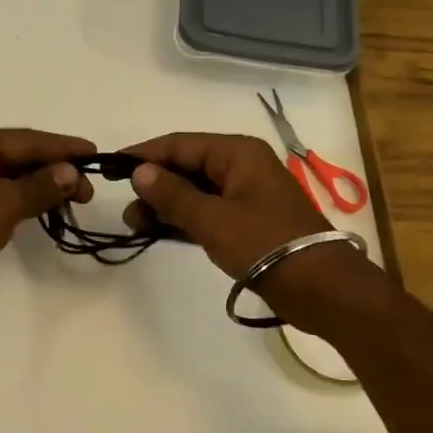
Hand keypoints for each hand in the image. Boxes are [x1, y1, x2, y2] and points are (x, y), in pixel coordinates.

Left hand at [0, 128, 93, 328]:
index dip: (62, 147)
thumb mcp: (1, 204)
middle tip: (90, 189)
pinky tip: (46, 212)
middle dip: (54, 170)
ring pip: (9, 181)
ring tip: (76, 200)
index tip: (96, 154)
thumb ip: (39, 186)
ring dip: (41, 188)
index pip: (24, 139)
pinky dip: (24, 205)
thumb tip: (72, 172)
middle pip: (17, 158)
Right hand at [121, 132, 388, 329]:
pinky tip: (160, 232)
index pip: (180, 144)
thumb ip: (173, 194)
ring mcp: (246, 195)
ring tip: (136, 226)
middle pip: (187, 166)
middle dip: (155, 185)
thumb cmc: (265, 244)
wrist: (320, 288)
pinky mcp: (248, 223)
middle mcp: (242, 166)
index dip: (144, 155)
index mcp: (238, 153)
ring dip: (166, 206)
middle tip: (126, 208)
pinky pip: (207, 212)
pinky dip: (184, 220)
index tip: (111, 167)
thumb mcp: (212, 219)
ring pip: (196, 192)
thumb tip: (140, 171)